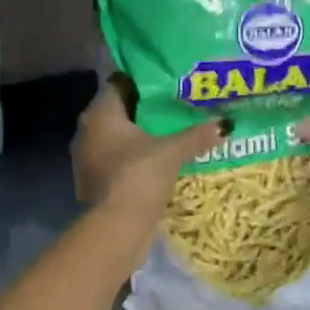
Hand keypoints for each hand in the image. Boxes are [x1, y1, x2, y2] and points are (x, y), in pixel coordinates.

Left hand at [72, 75, 223, 223]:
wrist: (116, 227)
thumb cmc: (139, 175)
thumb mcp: (173, 152)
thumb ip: (196, 136)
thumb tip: (224, 124)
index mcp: (100, 114)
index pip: (118, 84)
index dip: (141, 82)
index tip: (165, 84)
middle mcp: (86, 132)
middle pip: (117, 112)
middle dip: (142, 111)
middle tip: (172, 108)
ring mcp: (86, 159)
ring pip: (114, 138)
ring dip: (136, 137)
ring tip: (166, 135)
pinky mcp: (92, 182)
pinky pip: (114, 160)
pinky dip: (130, 159)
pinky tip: (153, 162)